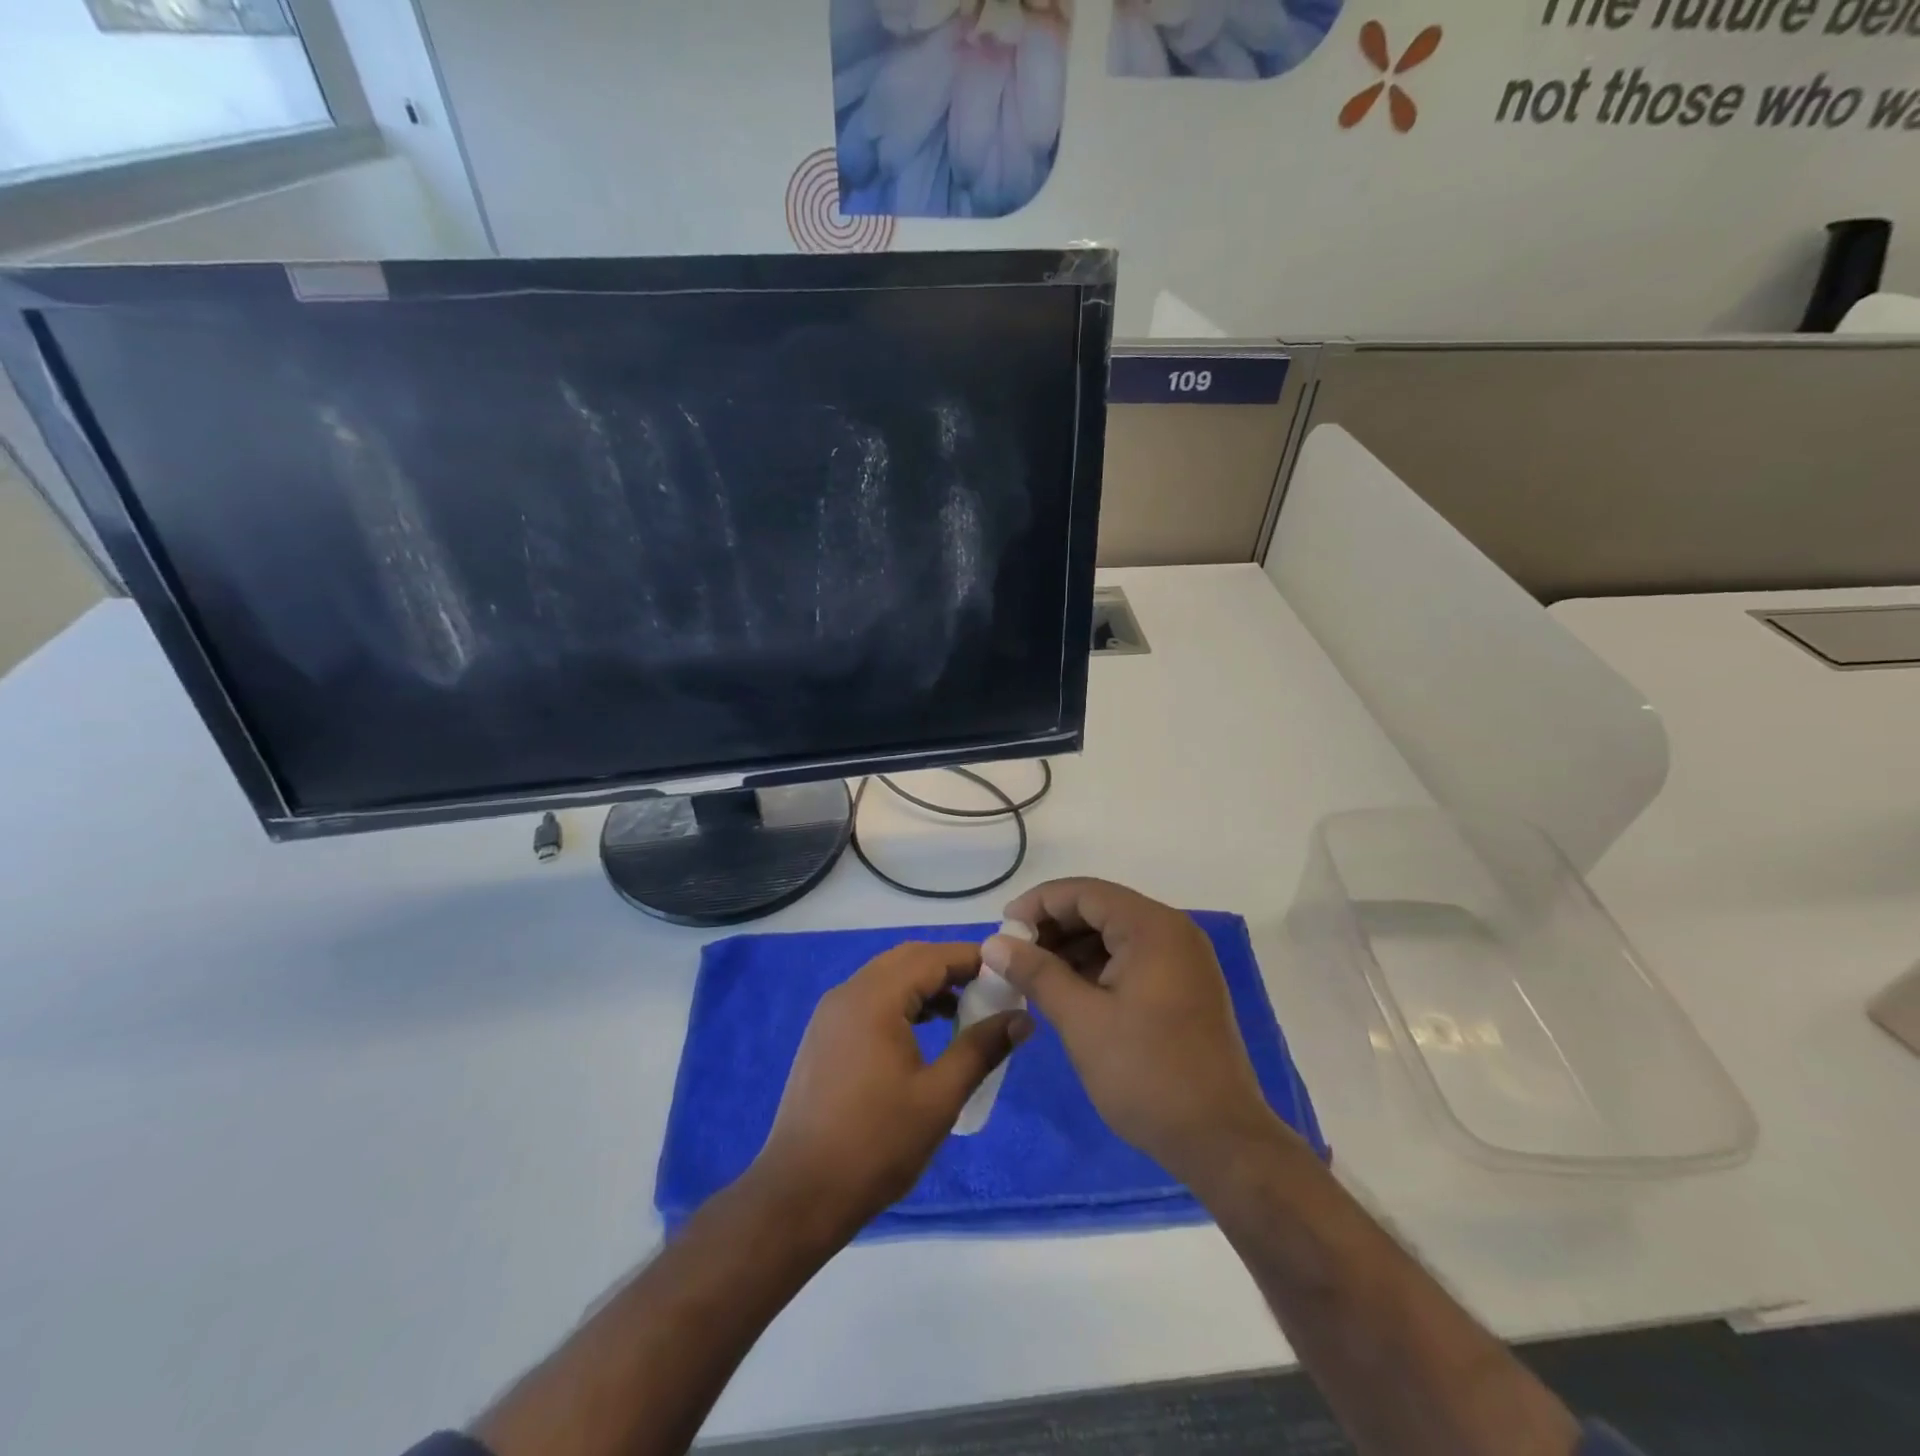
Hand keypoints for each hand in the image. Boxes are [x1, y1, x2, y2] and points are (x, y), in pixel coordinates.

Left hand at [753, 942, 1030, 1236]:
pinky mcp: (824, 1035)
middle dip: (949, 967)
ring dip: (924, 984)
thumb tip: (1022, 1018)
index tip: (1008, 970)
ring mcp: (831, 1013)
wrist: (800, 1193)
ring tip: (963, 1011)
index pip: (931, 957)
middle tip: (988, 988)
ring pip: (886, 977)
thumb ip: (981, 1049)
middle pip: (907, 959)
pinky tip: (923, 1032)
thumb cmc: (876, 1144)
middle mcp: (848, 992)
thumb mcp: (939, 1097)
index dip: (972, 958)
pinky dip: (901, 1001)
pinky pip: (869, 998)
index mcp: (875, 998)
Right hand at [986, 879, 1285, 1182]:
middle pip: (1101, 909)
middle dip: (1054, 927)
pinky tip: (1069, 991)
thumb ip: (1036, 973)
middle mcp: (1173, 931)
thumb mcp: (1081, 1020)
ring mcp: (1184, 959)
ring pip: (1116, 934)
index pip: (1084, 892)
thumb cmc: (1147, 1073)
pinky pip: (1133, 958)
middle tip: (1014, 955)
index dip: (1038, 904)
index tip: (1002, 930)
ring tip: (1034, 976)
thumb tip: (993, 944)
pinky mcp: (1186, 986)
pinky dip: (1098, 967)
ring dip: (1074, 948)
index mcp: (1152, 927)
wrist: (1222, 1141)